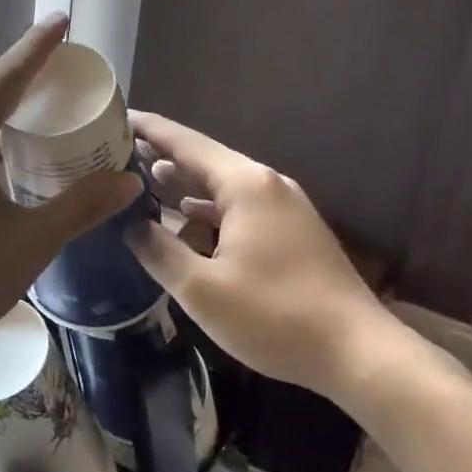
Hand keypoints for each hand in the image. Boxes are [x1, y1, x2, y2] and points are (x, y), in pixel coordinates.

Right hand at [126, 112, 404, 404]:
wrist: (360, 354)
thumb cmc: (275, 316)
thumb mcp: (201, 289)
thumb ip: (158, 250)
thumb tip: (130, 224)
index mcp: (244, 185)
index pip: (183, 142)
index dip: (146, 128)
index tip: (112, 117)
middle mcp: (265, 185)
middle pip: (202, 160)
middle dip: (158, 158)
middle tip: (113, 158)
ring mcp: (284, 208)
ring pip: (220, 186)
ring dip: (182, 187)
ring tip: (139, 187)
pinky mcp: (292, 232)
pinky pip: (238, 208)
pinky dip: (206, 211)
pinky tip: (184, 226)